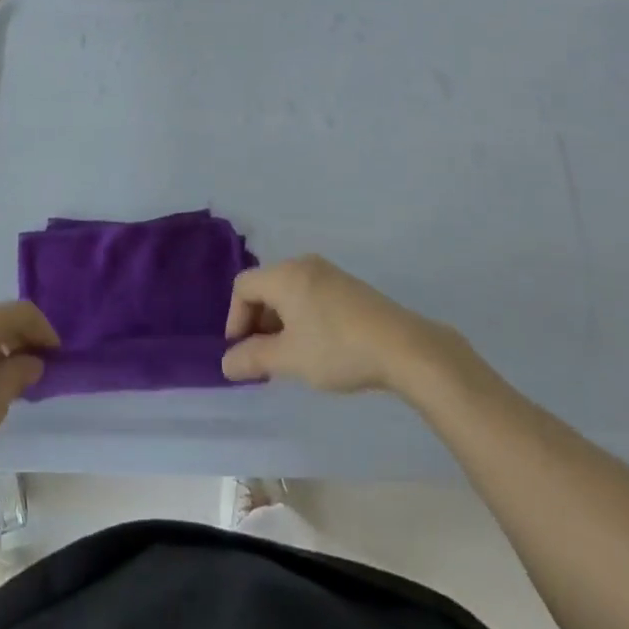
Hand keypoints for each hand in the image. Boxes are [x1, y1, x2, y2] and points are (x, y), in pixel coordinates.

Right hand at [221, 255, 457, 393]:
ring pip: (289, 292)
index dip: (235, 319)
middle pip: (265, 287)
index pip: (243, 287)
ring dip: (280, 322)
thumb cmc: (337, 348)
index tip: (243, 353)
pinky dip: (301, 317)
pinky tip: (316, 346)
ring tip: (290, 356)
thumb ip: (254, 358)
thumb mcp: (290, 359)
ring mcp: (328, 272)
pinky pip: (310, 294)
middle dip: (258, 322)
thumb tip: (226, 363)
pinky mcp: (347, 286)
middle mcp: (303, 264)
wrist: (402, 347)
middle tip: (264, 359)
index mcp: (284, 274)